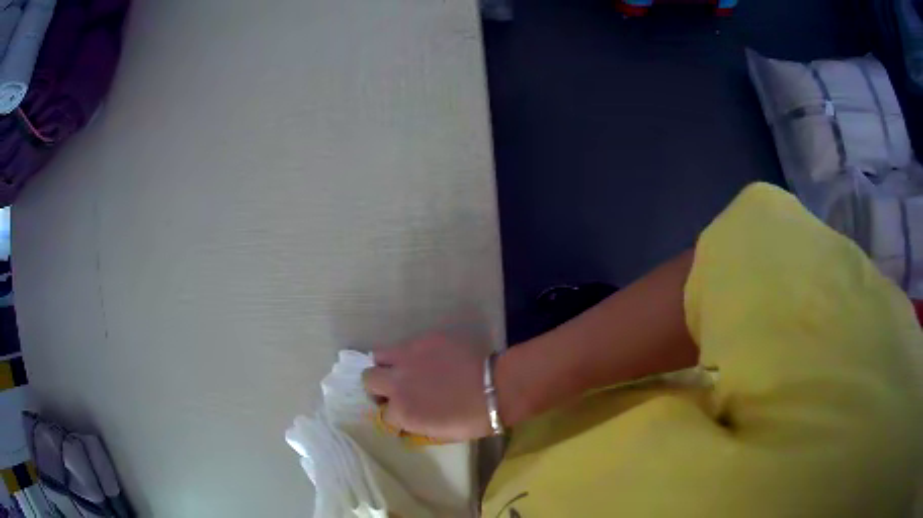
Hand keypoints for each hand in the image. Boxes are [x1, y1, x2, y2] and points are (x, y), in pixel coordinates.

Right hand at [362, 335, 491, 441]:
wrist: (497, 388)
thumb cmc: (473, 419)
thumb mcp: (439, 433)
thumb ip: (415, 423)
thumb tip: (408, 417)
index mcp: (402, 412)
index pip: (383, 415)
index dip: (394, 414)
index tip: (404, 412)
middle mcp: (397, 383)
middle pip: (368, 379)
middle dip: (378, 386)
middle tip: (396, 389)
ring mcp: (408, 358)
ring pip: (378, 356)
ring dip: (386, 364)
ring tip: (403, 369)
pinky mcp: (423, 340)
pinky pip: (405, 345)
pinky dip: (410, 353)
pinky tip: (428, 358)